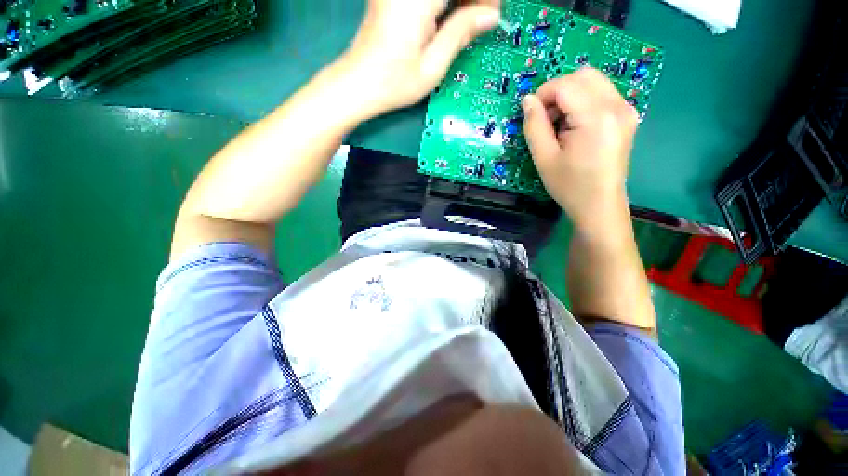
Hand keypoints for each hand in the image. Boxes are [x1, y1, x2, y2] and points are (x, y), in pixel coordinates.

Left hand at [337, 0, 500, 116]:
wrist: (359, 83)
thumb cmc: (395, 83)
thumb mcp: (433, 66)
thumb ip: (461, 33)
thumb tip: (492, 14)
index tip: (493, 13)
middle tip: (483, 17)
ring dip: (459, 2)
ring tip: (468, 20)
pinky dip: (445, 3)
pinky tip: (450, 15)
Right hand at [521, 68, 638, 232]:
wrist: (599, 204)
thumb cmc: (569, 185)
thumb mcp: (543, 158)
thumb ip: (534, 126)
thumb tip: (527, 100)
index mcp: (596, 117)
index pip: (566, 85)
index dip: (542, 94)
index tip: (531, 115)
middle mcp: (617, 106)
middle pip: (583, 75)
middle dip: (557, 91)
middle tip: (546, 119)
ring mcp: (626, 109)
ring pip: (593, 81)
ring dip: (570, 95)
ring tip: (559, 125)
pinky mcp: (627, 116)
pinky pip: (602, 93)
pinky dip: (582, 101)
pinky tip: (574, 126)